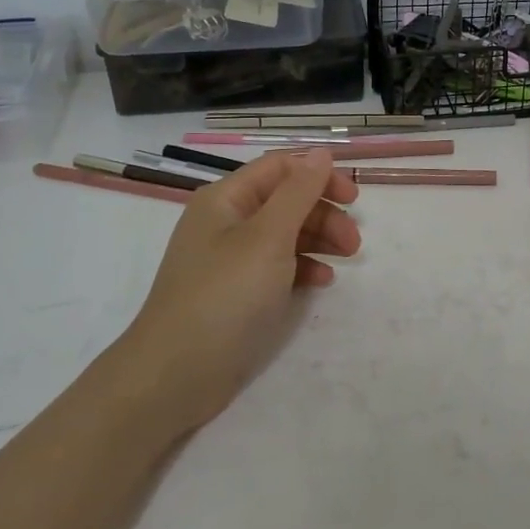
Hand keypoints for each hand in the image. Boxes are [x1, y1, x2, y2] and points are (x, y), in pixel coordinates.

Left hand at [122, 149, 361, 431]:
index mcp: (226, 199)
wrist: (175, 374)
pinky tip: (322, 280)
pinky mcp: (237, 291)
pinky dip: (302, 267)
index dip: (319, 174)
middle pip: (285, 200)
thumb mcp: (268, 238)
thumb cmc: (224, 296)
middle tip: (353, 241)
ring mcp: (230, 258)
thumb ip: (298, 193)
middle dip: (323, 212)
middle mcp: (226, 221)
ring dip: (318, 238)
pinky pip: (277, 266)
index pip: (280, 168)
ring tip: (347, 258)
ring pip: (284, 233)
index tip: (354, 197)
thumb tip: (321, 154)